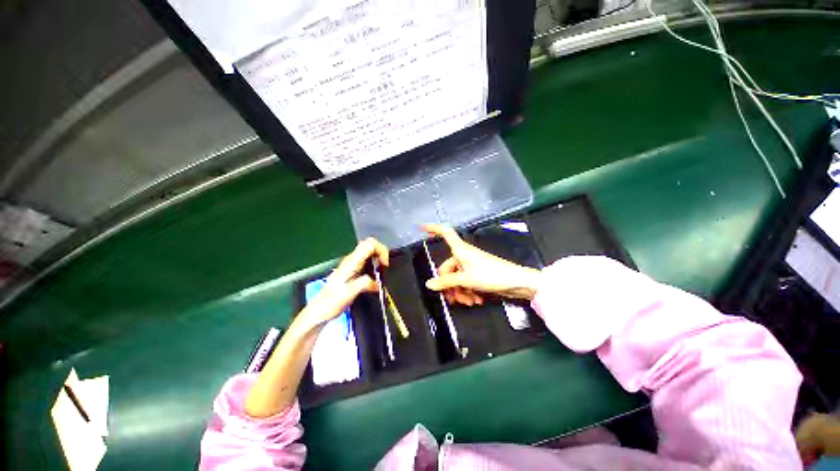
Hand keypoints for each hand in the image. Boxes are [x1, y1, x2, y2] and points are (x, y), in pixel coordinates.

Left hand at [297, 237, 388, 330]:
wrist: (319, 311)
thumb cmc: (332, 302)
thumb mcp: (349, 293)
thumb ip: (365, 284)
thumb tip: (379, 283)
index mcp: (352, 262)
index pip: (369, 244)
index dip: (381, 250)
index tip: (385, 265)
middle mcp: (352, 260)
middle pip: (370, 245)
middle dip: (381, 253)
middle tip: (384, 268)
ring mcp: (352, 265)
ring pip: (369, 252)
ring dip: (378, 259)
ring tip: (381, 273)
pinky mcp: (353, 271)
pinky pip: (367, 261)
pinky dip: (375, 266)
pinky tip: (375, 279)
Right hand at [423, 224, 541, 304]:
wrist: (517, 283)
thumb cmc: (491, 275)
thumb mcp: (466, 279)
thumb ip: (447, 282)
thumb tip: (429, 284)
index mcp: (460, 250)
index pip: (445, 233)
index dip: (433, 228)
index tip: (421, 227)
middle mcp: (464, 256)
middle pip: (447, 267)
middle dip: (449, 285)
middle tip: (453, 300)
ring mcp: (471, 265)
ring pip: (457, 279)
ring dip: (460, 292)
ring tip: (469, 302)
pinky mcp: (478, 275)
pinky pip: (466, 283)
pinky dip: (468, 292)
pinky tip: (475, 301)